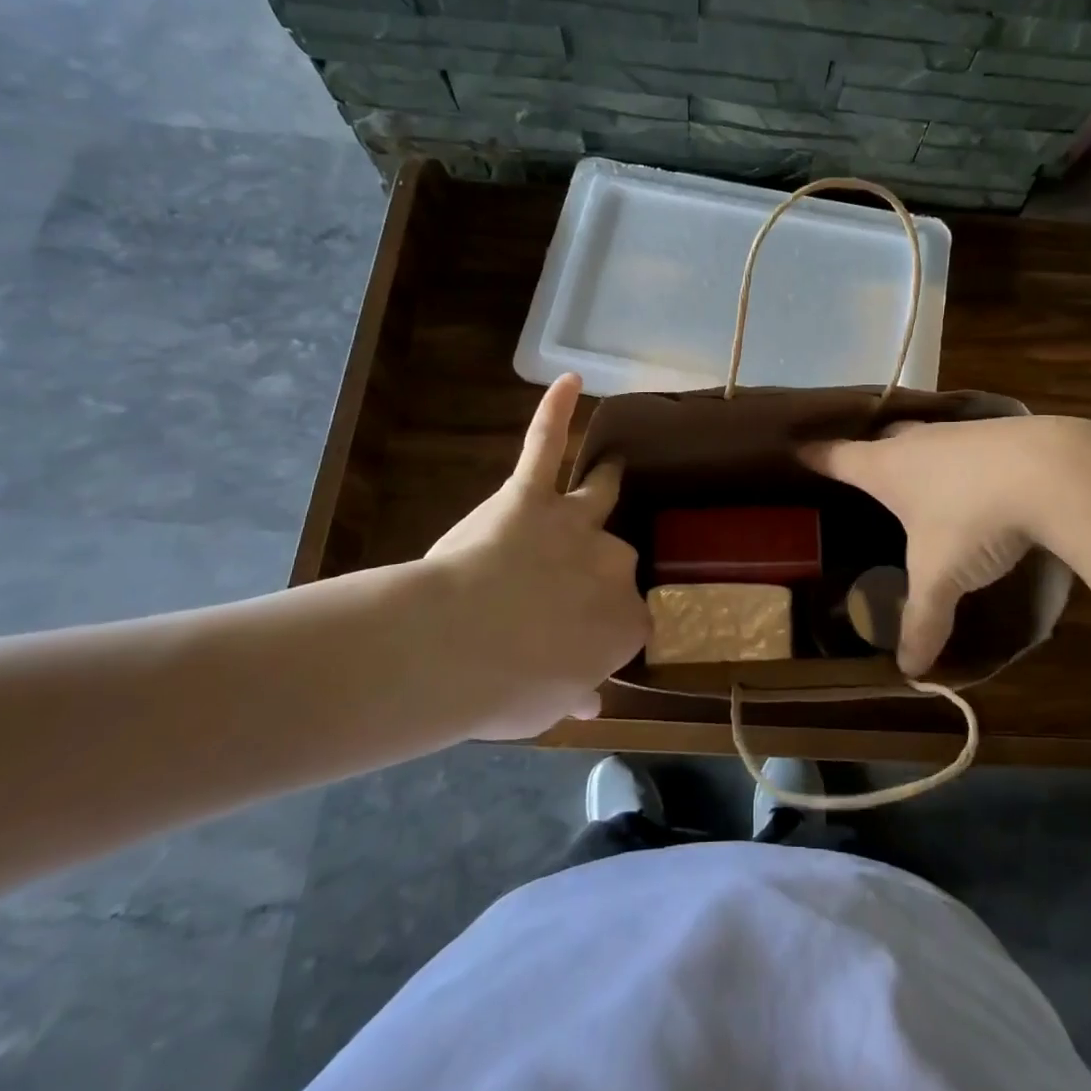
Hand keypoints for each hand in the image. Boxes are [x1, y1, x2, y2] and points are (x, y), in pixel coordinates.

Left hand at [419, 373, 647, 738]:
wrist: (458, 646)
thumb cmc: (505, 690)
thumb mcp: (546, 709)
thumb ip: (575, 695)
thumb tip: (591, 702)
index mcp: (623, 621)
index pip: (632, 619)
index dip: (608, 628)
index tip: (586, 641)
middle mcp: (612, 563)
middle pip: (618, 558)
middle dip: (597, 572)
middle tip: (563, 593)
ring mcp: (573, 524)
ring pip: (597, 496)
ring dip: (605, 482)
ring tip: (613, 469)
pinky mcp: (529, 495)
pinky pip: (544, 446)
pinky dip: (555, 412)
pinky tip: (570, 381)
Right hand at [802, 416, 1090, 674]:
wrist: (1054, 471)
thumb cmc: (973, 518)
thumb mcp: (941, 577)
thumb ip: (922, 621)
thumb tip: (910, 670)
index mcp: (887, 468)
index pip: (838, 457)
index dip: (816, 456)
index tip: (797, 450)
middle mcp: (918, 442)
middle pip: (881, 438)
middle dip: (868, 450)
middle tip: (861, 464)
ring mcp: (961, 433)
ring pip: (926, 438)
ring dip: (917, 451)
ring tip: (917, 471)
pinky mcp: (1002, 432)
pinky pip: (966, 443)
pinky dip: (961, 458)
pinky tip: (975, 477)